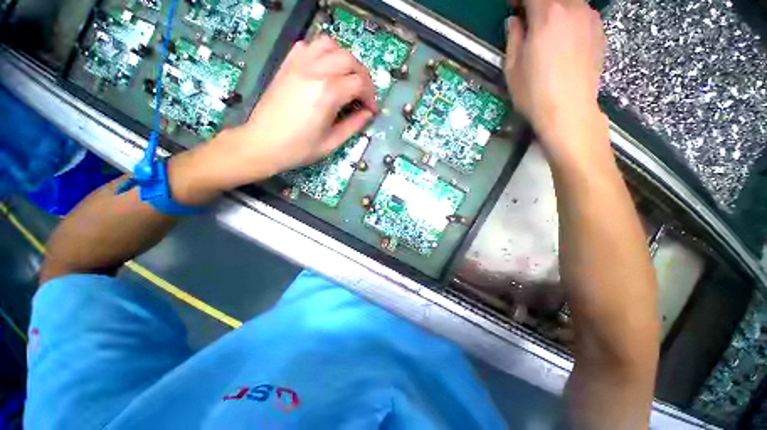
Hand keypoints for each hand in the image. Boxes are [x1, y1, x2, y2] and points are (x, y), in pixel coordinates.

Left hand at [168, 36, 377, 204]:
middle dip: (362, 76)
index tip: (371, 110)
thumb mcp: (332, 142)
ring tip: (346, 78)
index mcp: (328, 93)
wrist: (263, 144)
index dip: (371, 96)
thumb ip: (354, 125)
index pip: (359, 83)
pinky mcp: (287, 65)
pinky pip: (309, 46)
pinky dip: (323, 53)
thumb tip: (367, 114)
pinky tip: (325, 69)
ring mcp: (298, 64)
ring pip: (330, 45)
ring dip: (344, 59)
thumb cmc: (299, 149)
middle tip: (363, 95)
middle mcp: (315, 71)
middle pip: (349, 59)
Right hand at [505, 0, 606, 158]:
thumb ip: (514, 38)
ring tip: (546, 29)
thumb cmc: (534, 93)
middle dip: (537, 4)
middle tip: (527, 18)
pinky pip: (582, 13)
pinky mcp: (600, 31)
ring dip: (555, 10)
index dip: (519, 0)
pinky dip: (570, 17)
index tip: (513, 7)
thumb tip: (515, 21)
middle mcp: (572, 8)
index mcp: (547, 15)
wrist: (569, 110)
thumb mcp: (512, 68)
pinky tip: (563, 37)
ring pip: (570, 2)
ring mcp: (590, 18)